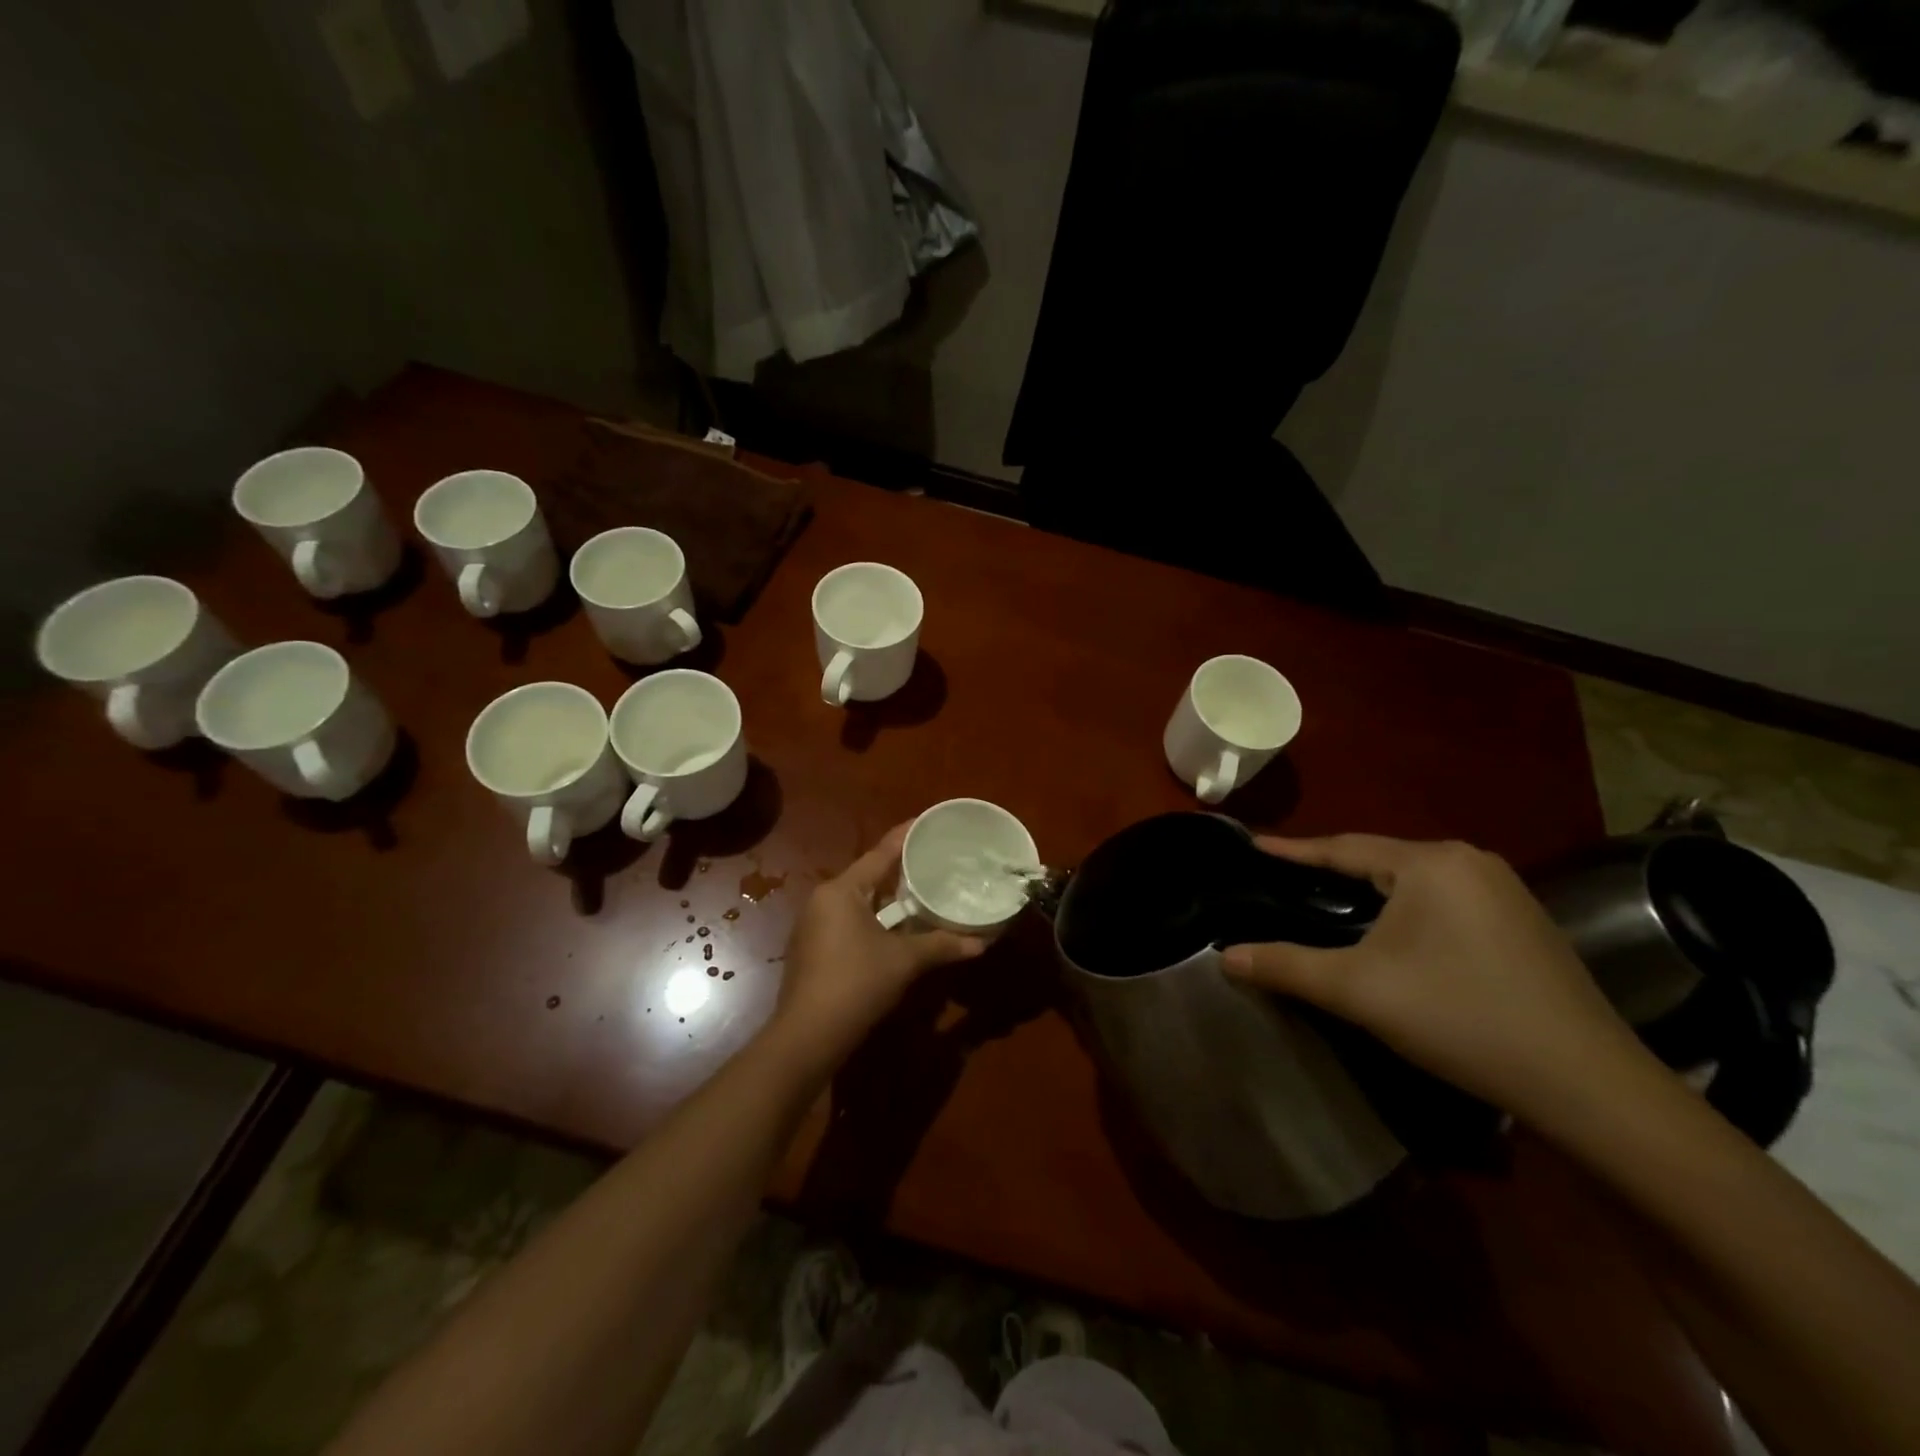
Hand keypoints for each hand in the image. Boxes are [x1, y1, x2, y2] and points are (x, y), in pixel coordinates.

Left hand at [768, 824, 985, 1075]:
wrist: (808, 1036)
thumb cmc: (856, 983)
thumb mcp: (904, 961)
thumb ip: (942, 945)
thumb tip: (983, 943)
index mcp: (841, 890)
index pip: (880, 853)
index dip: (906, 836)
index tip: (928, 822)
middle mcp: (823, 900)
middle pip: (868, 875)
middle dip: (900, 870)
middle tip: (934, 860)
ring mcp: (814, 925)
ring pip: (859, 901)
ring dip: (888, 899)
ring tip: (921, 891)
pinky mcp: (813, 949)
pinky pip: (850, 921)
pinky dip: (875, 919)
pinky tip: (896, 928)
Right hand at [1221, 834, 1659, 1128]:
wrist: (1587, 1085)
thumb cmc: (1460, 1018)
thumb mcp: (1358, 991)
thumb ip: (1285, 966)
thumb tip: (1223, 957)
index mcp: (1431, 863)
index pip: (1342, 847)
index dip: (1292, 850)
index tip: (1252, 845)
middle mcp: (1470, 861)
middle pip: (1379, 859)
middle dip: (1330, 871)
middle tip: (1284, 882)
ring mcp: (1504, 890)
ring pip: (1413, 881)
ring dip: (1369, 891)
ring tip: (1327, 904)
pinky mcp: (1524, 922)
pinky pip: (1444, 900)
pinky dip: (1406, 909)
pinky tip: (1392, 934)